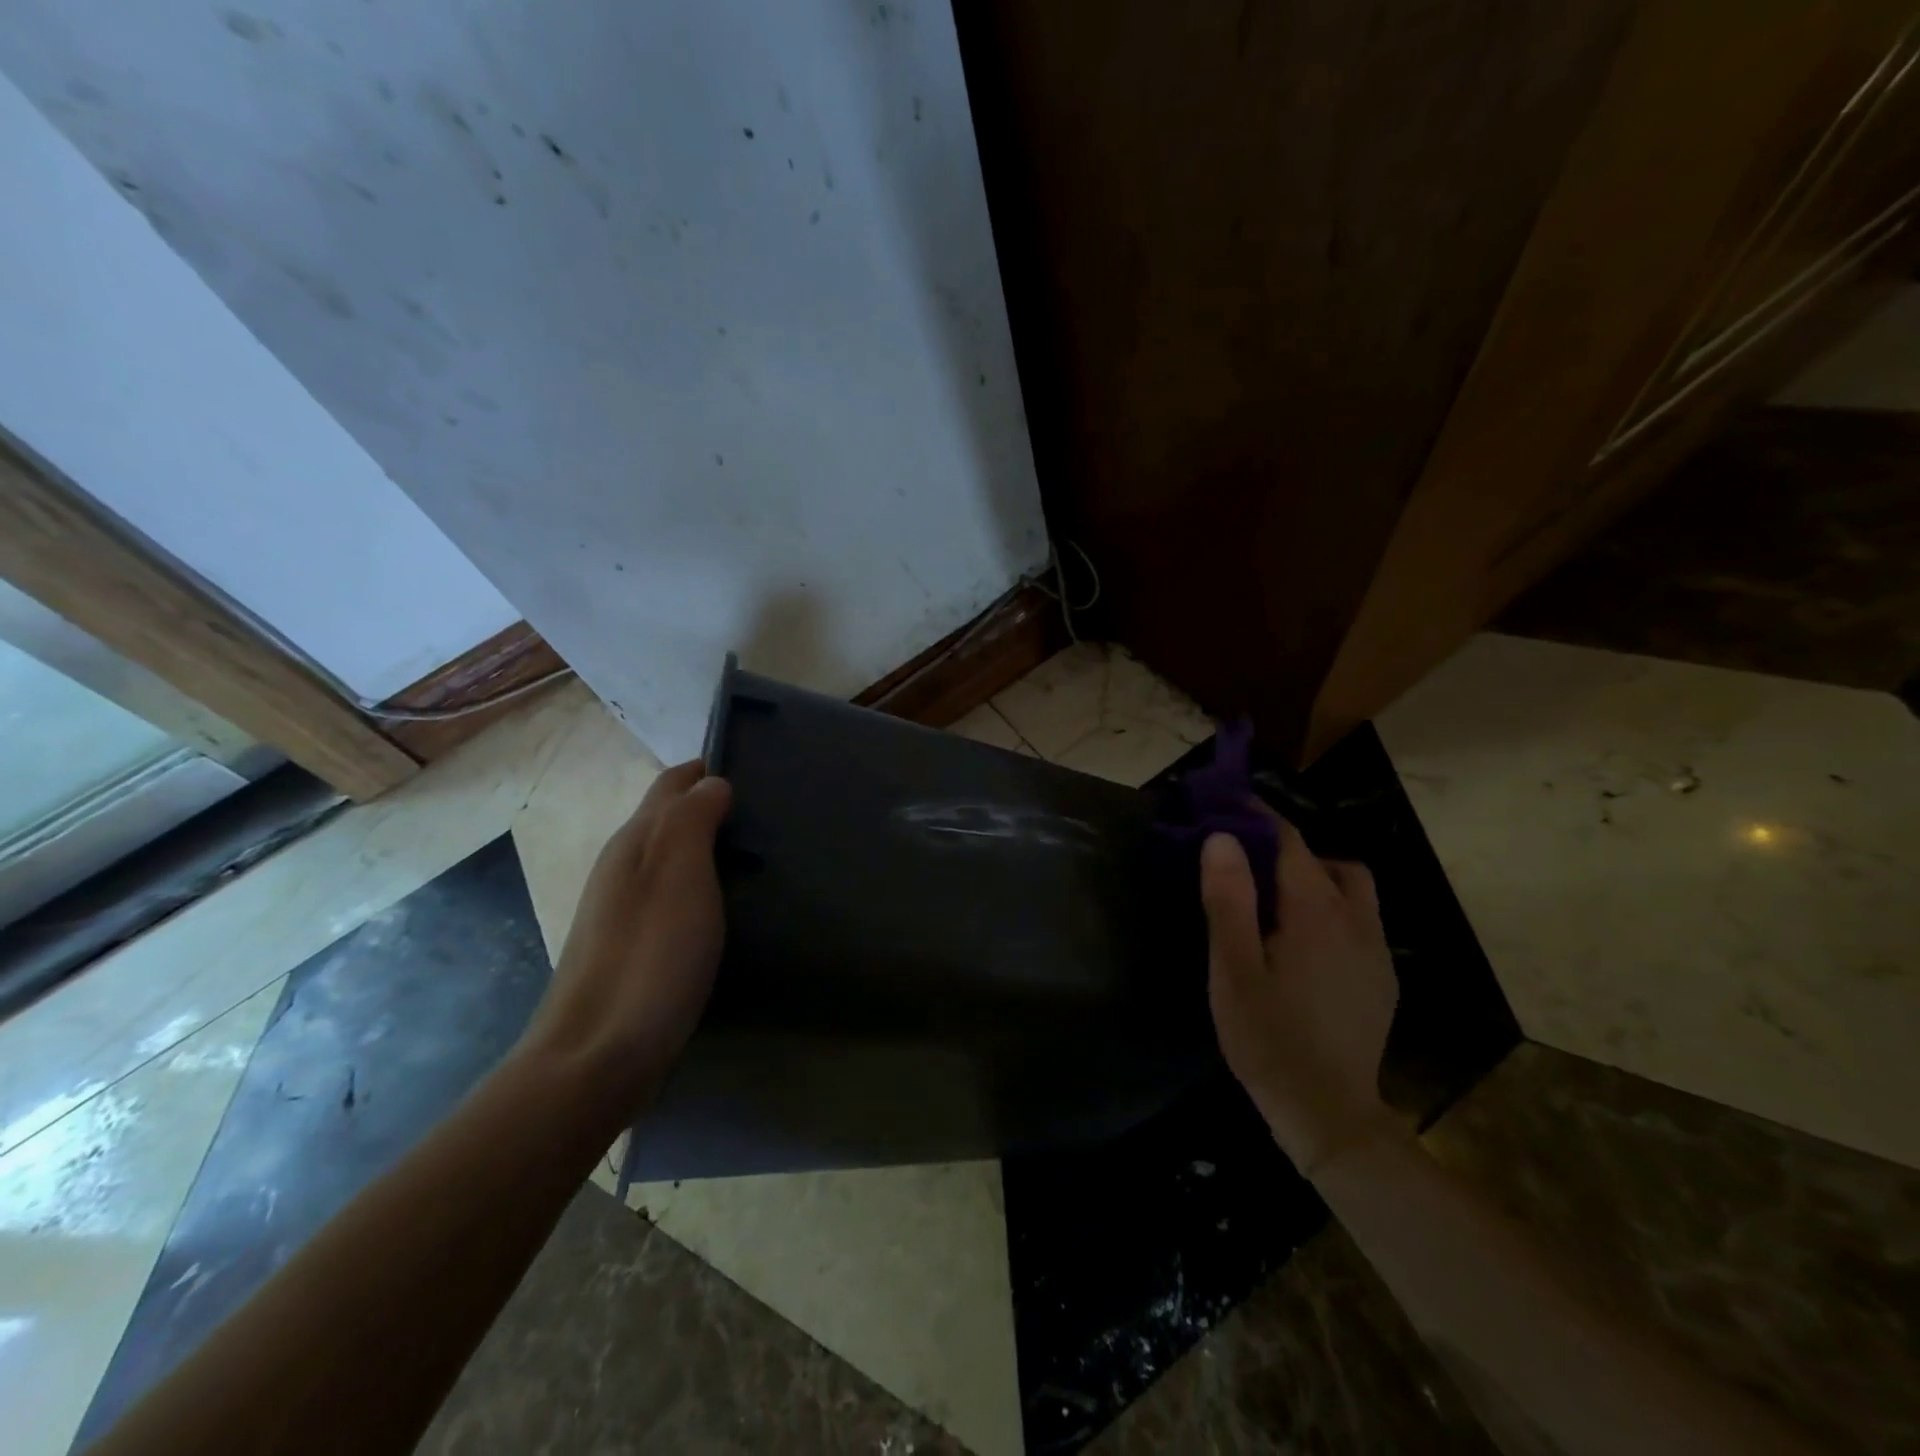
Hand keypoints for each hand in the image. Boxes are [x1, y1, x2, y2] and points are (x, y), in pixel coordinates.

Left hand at [519, 760, 732, 1117]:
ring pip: (669, 856)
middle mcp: (621, 867)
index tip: (753, 767)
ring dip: (705, 843)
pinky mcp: (633, 946)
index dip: (706, 770)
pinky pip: (671, 893)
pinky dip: (699, 881)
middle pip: (667, 818)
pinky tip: (724, 902)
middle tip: (764, 808)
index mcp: (634, 842)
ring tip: (755, 850)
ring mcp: (622, 910)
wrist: (597, 1056)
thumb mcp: (680, 875)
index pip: (671, 785)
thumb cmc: (650, 956)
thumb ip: (694, 820)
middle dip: (708, 803)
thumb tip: (712, 782)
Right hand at [1200, 813, 1400, 1175]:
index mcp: (1316, 912)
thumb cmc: (1269, 1037)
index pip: (1290, 841)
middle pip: (1330, 862)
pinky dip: (1330, 913)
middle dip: (1291, 851)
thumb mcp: (1234, 967)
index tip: (1228, 803)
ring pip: (1352, 892)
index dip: (1258, 816)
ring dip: (1316, 882)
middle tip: (1249, 868)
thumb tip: (1222, 838)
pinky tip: (1301, 947)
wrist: (1328, 1114)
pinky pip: (1359, 923)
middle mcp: (1356, 921)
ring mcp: (1376, 952)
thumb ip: (1229, 899)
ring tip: (1275, 907)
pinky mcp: (1381, 979)